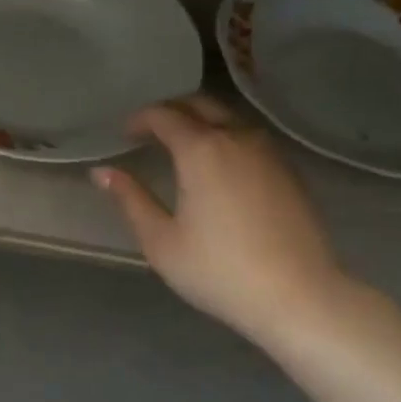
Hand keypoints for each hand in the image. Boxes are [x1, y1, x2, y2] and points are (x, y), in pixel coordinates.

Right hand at [92, 95, 357, 347]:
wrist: (298, 296)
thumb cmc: (219, 271)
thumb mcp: (161, 241)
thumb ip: (131, 200)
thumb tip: (102, 172)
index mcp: (201, 149)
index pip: (164, 115)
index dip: (140, 119)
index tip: (124, 135)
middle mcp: (237, 138)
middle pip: (200, 105)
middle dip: (171, 111)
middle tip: (149, 133)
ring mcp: (268, 152)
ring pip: (229, 119)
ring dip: (201, 122)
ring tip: (181, 147)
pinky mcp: (289, 171)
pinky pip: (249, 139)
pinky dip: (226, 139)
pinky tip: (218, 167)